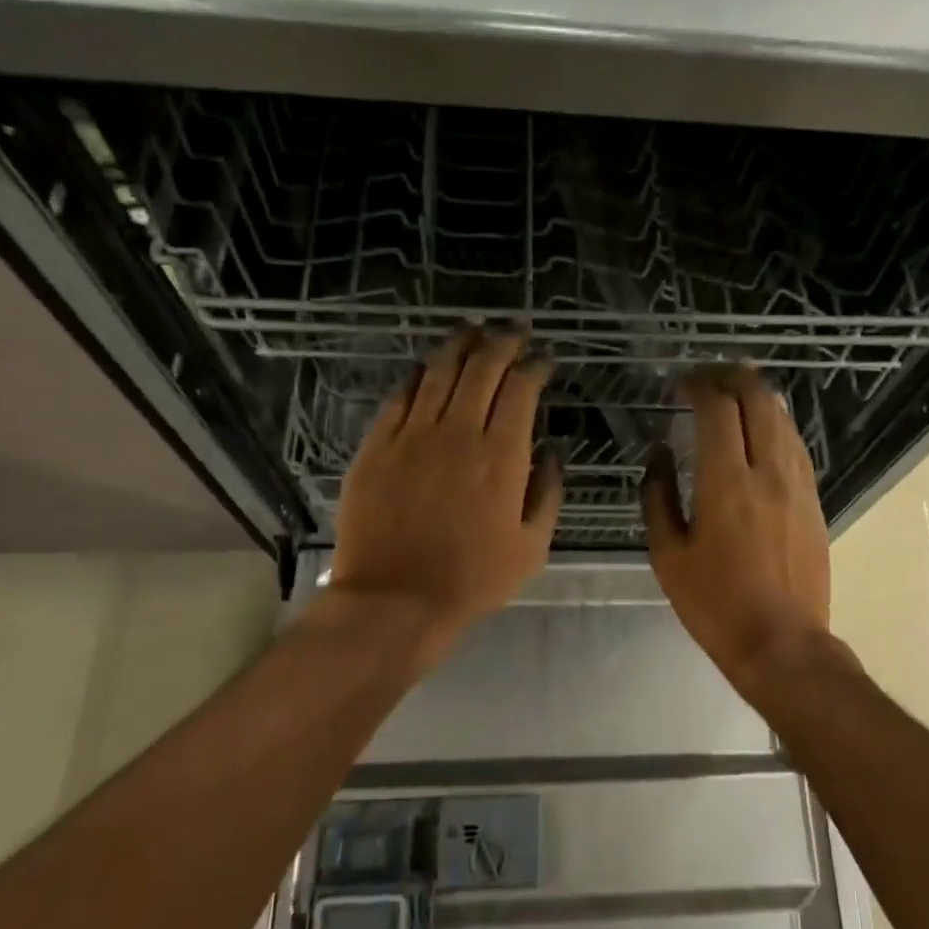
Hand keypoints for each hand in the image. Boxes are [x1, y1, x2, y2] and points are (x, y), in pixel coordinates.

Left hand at [331, 329, 562, 650]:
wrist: (395, 599)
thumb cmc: (472, 578)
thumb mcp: (532, 546)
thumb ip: (548, 492)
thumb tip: (552, 451)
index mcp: (500, 455)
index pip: (520, 388)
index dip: (535, 365)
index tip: (544, 360)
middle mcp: (456, 432)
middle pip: (480, 367)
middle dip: (502, 340)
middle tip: (515, 329)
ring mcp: (411, 435)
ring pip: (437, 371)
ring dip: (460, 345)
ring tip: (474, 329)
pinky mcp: (377, 446)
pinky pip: (399, 395)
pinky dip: (418, 374)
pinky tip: (427, 366)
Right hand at [642, 366, 831, 694]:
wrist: (782, 643)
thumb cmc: (715, 604)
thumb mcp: (668, 556)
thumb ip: (658, 497)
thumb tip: (659, 454)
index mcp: (726, 483)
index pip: (719, 409)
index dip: (699, 385)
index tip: (681, 384)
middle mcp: (768, 472)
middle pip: (759, 401)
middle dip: (733, 378)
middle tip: (708, 377)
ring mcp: (798, 486)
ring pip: (783, 420)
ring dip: (758, 398)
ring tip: (734, 394)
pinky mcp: (814, 502)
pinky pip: (795, 447)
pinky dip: (775, 426)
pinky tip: (761, 433)